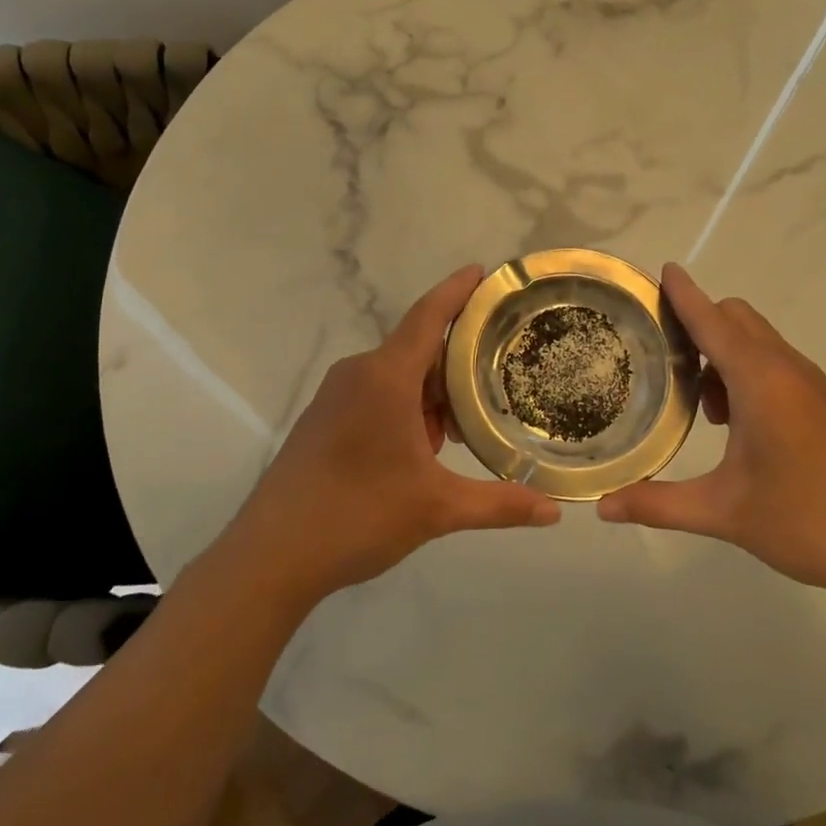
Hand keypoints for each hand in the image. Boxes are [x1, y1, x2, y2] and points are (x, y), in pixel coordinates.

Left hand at [221, 265, 560, 603]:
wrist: (272, 555)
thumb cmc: (358, 516)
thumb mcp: (437, 508)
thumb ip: (499, 504)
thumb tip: (554, 512)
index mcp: (386, 378)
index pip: (429, 317)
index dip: (457, 291)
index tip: (482, 270)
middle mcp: (358, 374)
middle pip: (418, 350)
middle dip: (456, 368)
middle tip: (496, 388)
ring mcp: (334, 396)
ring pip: (397, 377)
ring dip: (430, 396)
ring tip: (461, 433)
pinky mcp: (322, 419)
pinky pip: (374, 395)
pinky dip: (405, 409)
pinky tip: (420, 450)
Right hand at [597, 263, 825, 602]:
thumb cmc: (805, 519)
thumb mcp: (722, 512)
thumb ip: (656, 504)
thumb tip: (600, 506)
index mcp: (760, 381)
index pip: (712, 322)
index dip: (684, 295)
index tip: (661, 270)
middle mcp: (785, 369)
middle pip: (736, 318)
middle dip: (698, 323)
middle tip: (660, 356)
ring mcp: (809, 384)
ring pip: (756, 341)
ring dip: (721, 351)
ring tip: (695, 401)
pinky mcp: (821, 403)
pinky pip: (773, 363)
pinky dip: (744, 371)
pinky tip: (732, 422)